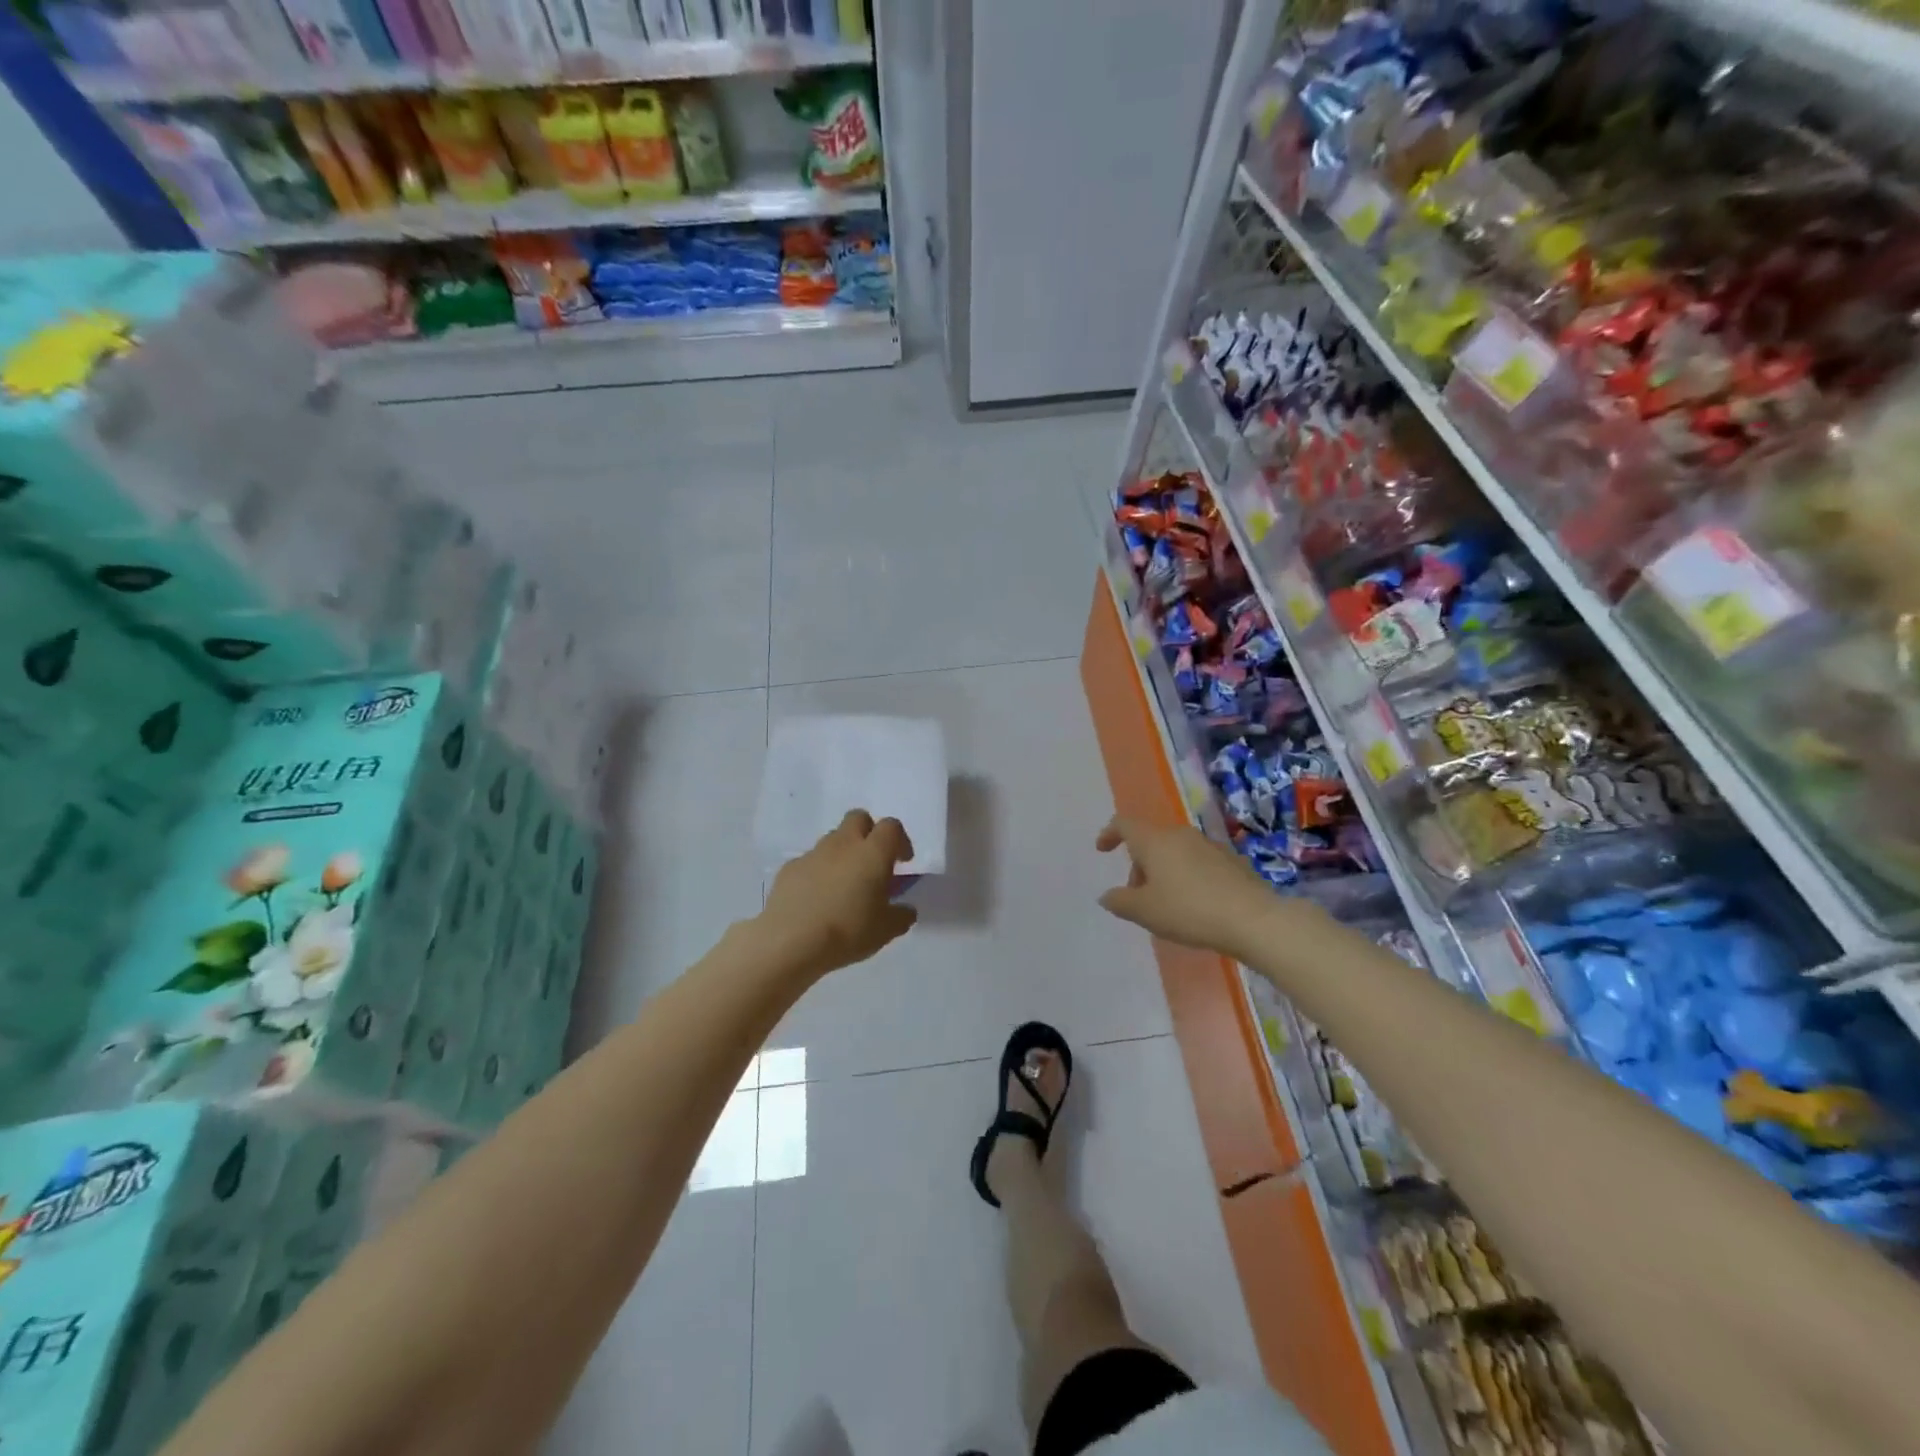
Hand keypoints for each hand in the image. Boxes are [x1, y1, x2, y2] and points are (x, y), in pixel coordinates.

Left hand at [759, 811, 918, 978]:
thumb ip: (902, 916)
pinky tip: (817, 899)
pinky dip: (818, 872)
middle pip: (859, 818)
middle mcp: (843, 844)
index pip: (891, 827)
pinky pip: (810, 860)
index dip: (900, 840)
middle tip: (872, 863)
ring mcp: (813, 853)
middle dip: (869, 833)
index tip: (902, 862)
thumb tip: (906, 910)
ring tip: (843, 886)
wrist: (790, 941)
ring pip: (833, 838)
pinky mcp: (790, 868)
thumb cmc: (847, 931)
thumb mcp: (886, 931)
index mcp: (873, 853)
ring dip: (843, 853)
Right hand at [1095, 816, 1291, 960]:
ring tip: (1167, 904)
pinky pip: (1198, 862)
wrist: (1253, 919)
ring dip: (1164, 871)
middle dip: (1139, 864)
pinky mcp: (1231, 860)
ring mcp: (1208, 845)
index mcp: (1154, 841)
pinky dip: (1187, 876)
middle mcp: (1180, 835)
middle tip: (1138, 895)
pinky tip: (1196, 904)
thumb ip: (1120, 902)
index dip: (1109, 833)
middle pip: (1150, 840)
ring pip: (1175, 851)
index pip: (1124, 824)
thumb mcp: (1145, 912)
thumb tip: (1107, 895)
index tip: (1102, 850)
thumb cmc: (1189, 911)